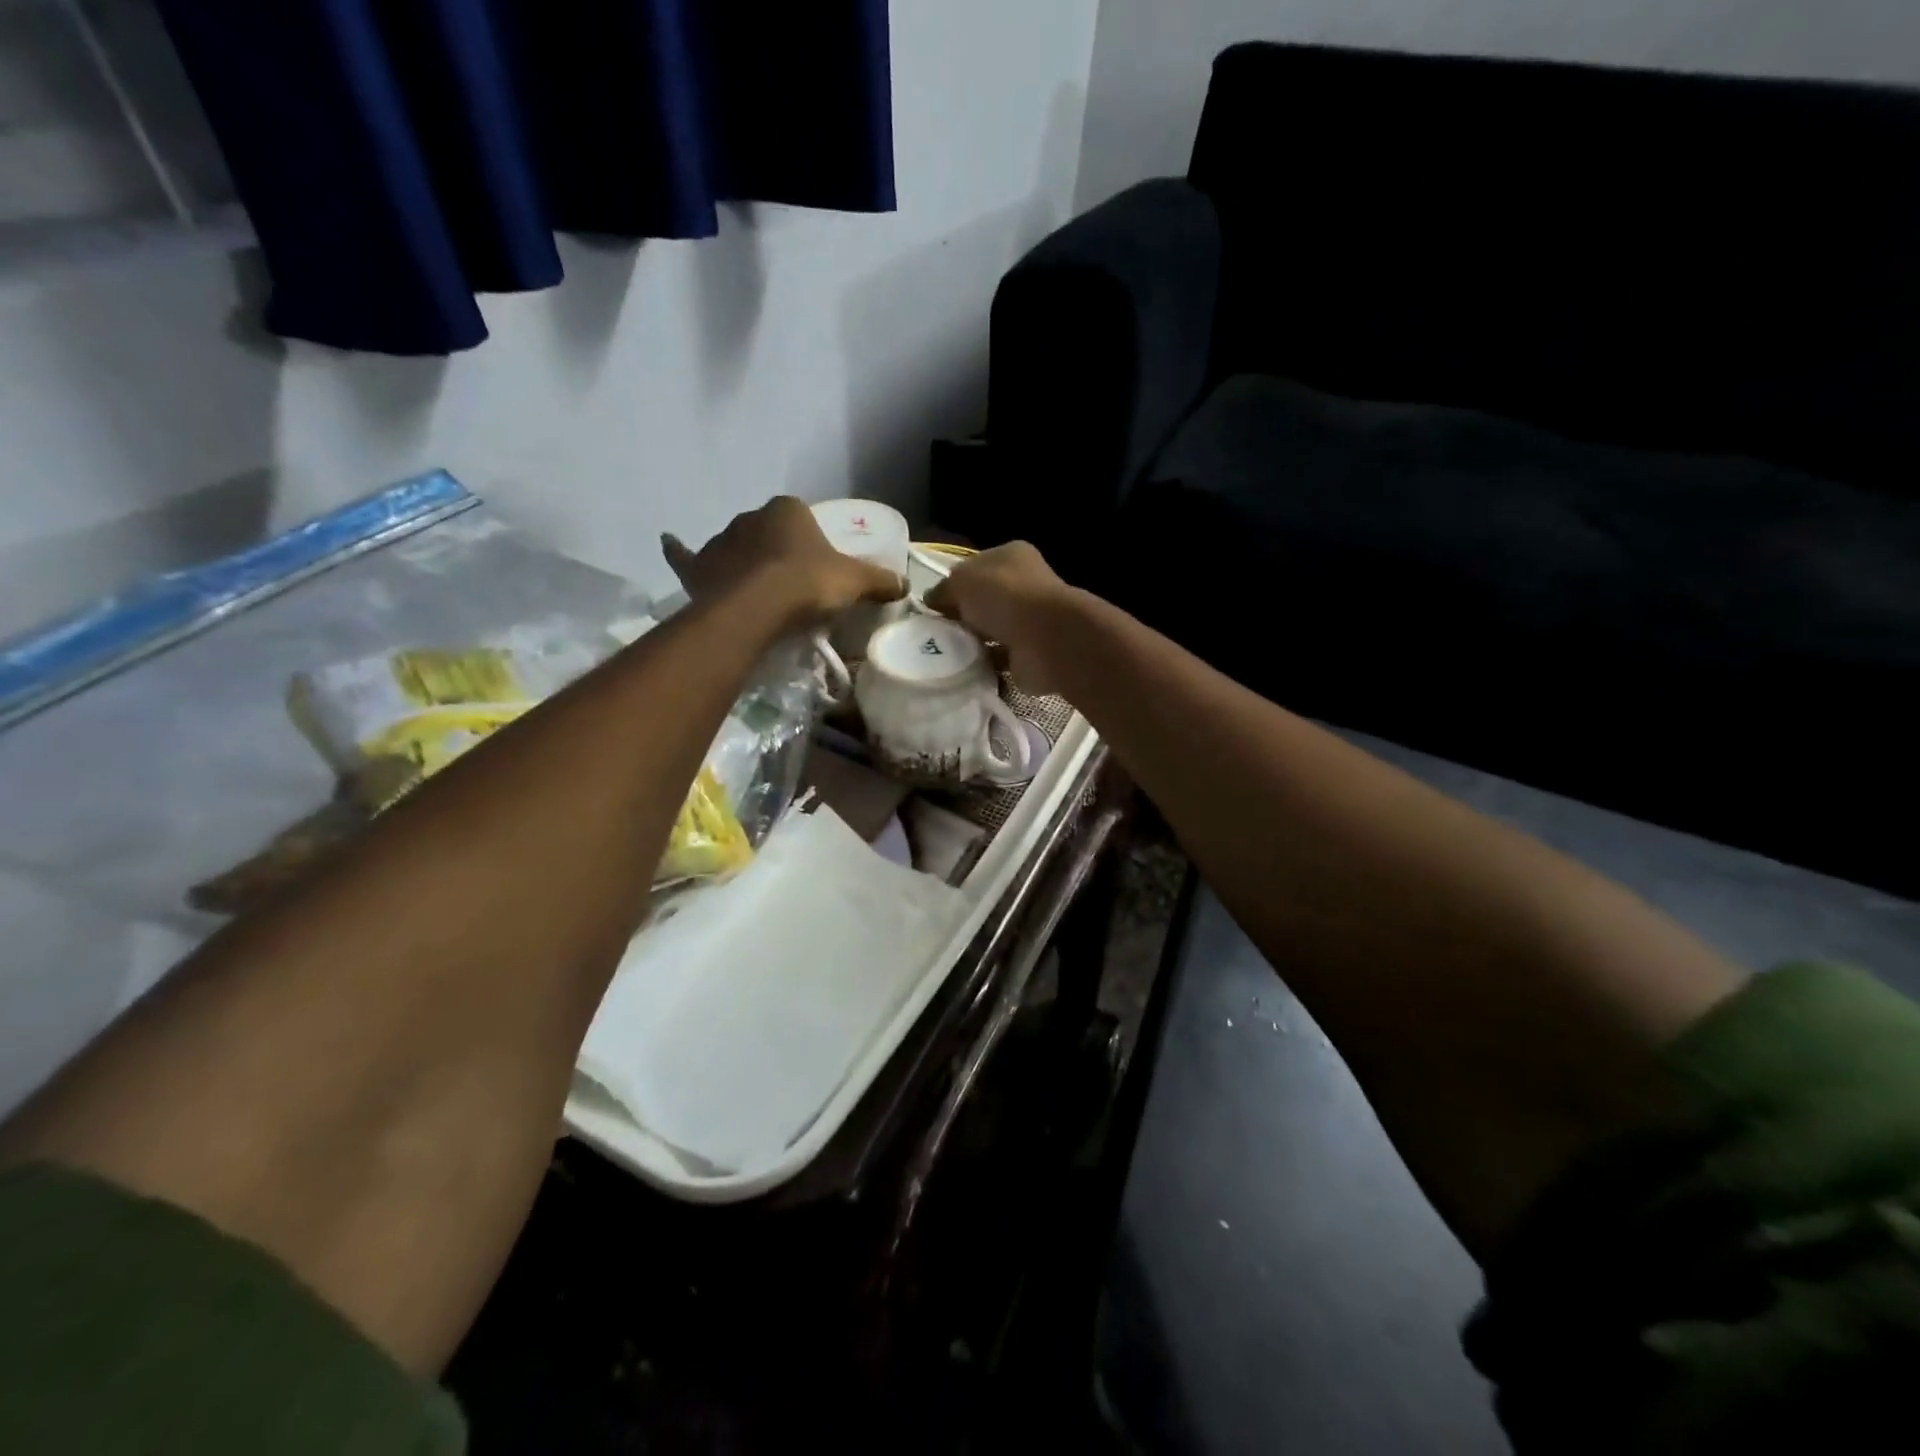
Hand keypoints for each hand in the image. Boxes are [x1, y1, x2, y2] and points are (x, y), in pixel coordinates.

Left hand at [663, 497, 902, 633]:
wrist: (757, 608)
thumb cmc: (808, 585)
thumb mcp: (855, 582)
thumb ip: (879, 580)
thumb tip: (905, 583)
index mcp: (788, 510)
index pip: (802, 518)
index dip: (812, 544)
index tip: (818, 569)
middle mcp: (750, 517)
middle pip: (767, 533)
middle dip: (777, 552)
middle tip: (791, 586)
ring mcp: (719, 541)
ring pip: (734, 549)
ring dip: (742, 563)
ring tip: (755, 593)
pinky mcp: (697, 567)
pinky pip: (686, 556)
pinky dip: (679, 552)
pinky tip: (670, 544)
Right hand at [925, 542, 1076, 694]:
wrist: (1046, 640)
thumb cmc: (1004, 596)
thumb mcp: (962, 581)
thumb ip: (943, 589)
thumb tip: (932, 600)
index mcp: (1011, 556)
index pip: (975, 567)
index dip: (952, 584)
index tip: (932, 605)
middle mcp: (1024, 585)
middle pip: (983, 601)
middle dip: (961, 616)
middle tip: (934, 632)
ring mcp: (1030, 620)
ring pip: (991, 630)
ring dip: (971, 642)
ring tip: (946, 653)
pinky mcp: (1030, 652)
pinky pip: (999, 658)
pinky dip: (984, 664)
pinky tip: (965, 669)